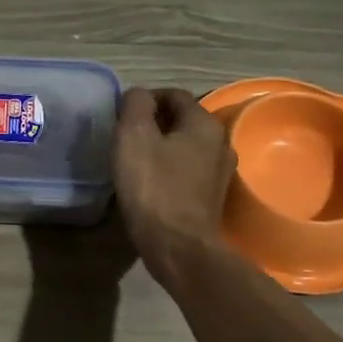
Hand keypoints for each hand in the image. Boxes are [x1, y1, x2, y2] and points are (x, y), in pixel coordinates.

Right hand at [112, 88, 234, 283]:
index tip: (121, 115)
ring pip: (186, 146)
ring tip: (135, 159)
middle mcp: (220, 141)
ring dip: (162, 146)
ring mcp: (220, 172)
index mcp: (204, 122)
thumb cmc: (153, 187)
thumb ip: (135, 105)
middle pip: (182, 120)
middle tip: (125, 137)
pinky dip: (170, 168)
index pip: (173, 94)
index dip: (145, 99)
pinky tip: (151, 182)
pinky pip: (188, 169)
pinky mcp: (213, 196)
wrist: (178, 246)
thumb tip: (139, 95)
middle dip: (154, 123)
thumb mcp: (133, 136)